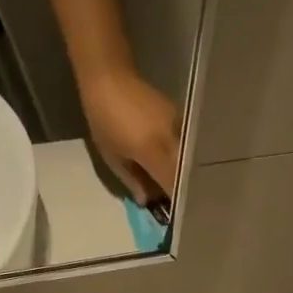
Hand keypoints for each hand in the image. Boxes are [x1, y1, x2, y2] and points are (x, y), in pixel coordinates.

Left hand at [82, 68, 179, 202]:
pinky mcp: (180, 117)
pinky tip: (174, 166)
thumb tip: (147, 201)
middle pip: (185, 173)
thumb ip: (133, 180)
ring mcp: (179, 126)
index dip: (175, 202)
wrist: (110, 76)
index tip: (175, 215)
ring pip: (188, 160)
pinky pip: (186, 145)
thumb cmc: (104, 118)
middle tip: (177, 204)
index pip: (173, 184)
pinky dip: (182, 160)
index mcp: (152, 150)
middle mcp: (171, 138)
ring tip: (176, 187)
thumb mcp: (112, 155)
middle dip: (183, 191)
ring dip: (184, 175)